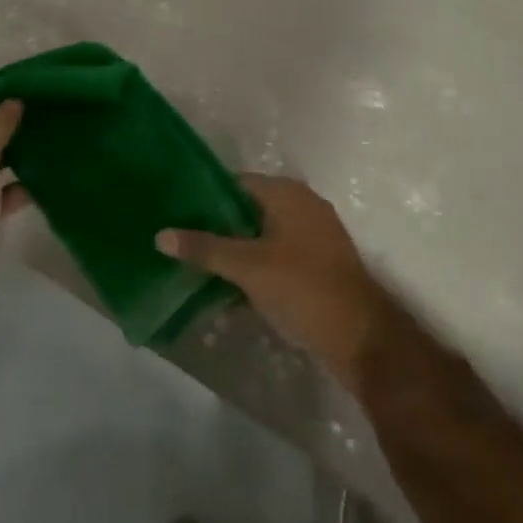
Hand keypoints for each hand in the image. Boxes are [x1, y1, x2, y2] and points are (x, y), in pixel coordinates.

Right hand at [157, 175, 391, 389]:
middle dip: (216, 229)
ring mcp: (313, 238)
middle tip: (181, 243)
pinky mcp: (318, 268)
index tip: (175, 213)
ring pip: (261, 238)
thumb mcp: (247, 267)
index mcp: (287, 193)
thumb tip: (160, 234)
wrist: (362, 339)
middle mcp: (302, 206)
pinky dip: (254, 272)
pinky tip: (228, 295)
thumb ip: (204, 248)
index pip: (235, 183)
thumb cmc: (302, 288)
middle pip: (247, 211)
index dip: (204, 197)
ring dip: (234, 254)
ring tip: (197, 270)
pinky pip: (276, 260)